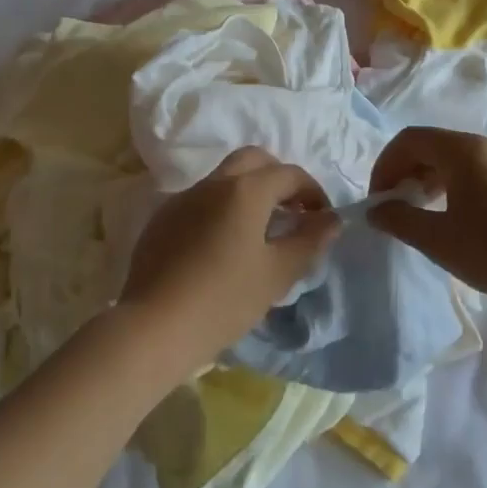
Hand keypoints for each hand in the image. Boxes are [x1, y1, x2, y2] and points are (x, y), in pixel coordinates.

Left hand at [119, 147, 338, 379]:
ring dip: (247, 191)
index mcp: (245, 190)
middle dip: (278, 178)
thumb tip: (332, 219)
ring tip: (259, 230)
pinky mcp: (162, 219)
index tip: (321, 218)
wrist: (154, 327)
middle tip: (291, 211)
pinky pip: (200, 200)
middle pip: (253, 160)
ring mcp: (183, 198)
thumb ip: (309, 240)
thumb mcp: (277, 273)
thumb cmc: (225, 299)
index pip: (289, 174)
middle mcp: (213, 183)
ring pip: (224, 178)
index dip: (312, 192)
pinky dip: (220, 208)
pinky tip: (221, 245)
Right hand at [368, 127, 486, 308]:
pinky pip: (473, 170)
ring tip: (420, 213)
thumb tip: (376, 210)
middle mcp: (484, 146)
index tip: (379, 200)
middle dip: (404, 171)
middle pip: (431, 145)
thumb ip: (400, 220)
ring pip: (452, 158)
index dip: (385, 166)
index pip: (409, 140)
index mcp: (462, 150)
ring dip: (427, 178)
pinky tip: (453, 217)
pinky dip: (451, 184)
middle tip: (394, 207)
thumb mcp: (438, 240)